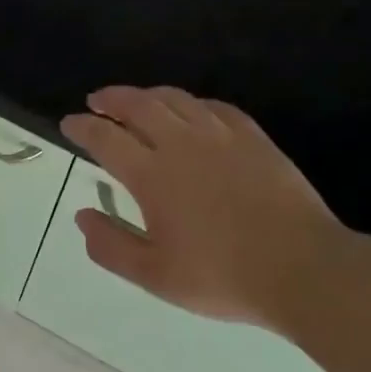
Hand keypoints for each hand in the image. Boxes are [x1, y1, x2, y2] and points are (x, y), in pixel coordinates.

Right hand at [60, 86, 346, 330]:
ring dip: (148, 94)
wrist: (301, 269)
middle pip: (139, 105)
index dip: (82, 127)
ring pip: (177, 99)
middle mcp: (182, 144)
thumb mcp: (154, 276)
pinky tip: (191, 110)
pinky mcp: (253, 138)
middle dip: (111, 99)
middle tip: (96, 101)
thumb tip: (82, 216)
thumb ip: (111, 245)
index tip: (69, 123)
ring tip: (136, 100)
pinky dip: (193, 103)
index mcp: (152, 175)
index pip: (106, 138)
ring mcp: (221, 136)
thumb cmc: (221, 277)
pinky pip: (215, 107)